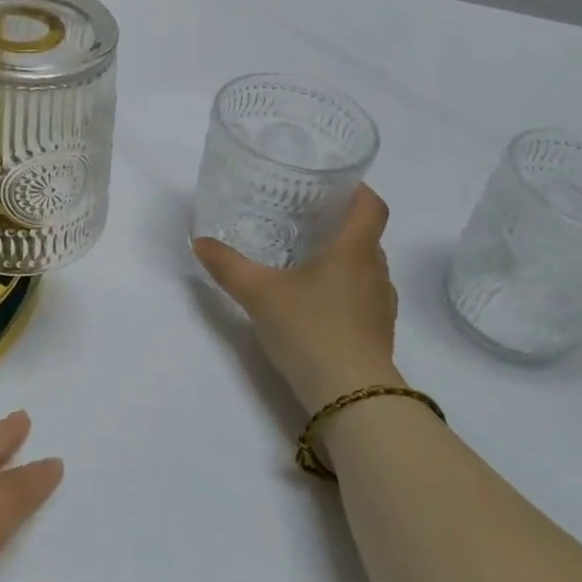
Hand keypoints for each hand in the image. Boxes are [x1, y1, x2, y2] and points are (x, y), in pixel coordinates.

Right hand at [193, 183, 403, 413]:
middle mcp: (375, 272)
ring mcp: (381, 305)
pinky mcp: (379, 334)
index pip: (372, 206)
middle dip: (339, 225)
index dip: (357, 190)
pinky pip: (363, 297)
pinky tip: (314, 303)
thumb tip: (199, 241)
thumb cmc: (310, 329)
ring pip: (365, 268)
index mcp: (354, 250)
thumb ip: (227, 265)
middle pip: (366, 236)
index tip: (332, 185)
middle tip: (303, 221)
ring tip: (305, 261)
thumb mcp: (258, 293)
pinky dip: (343, 291)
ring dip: (342, 260)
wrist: (352, 396)